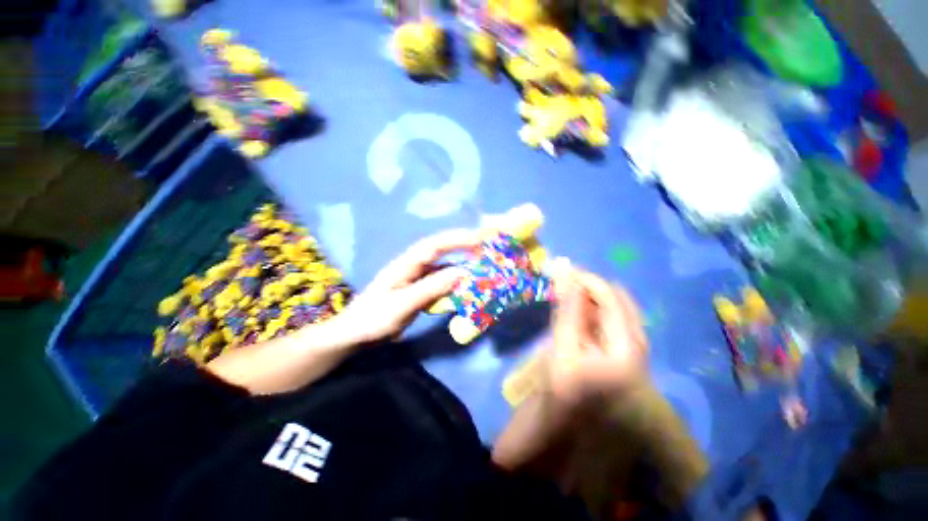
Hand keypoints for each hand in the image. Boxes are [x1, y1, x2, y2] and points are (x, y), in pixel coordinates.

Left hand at [328, 229, 481, 345]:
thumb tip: (462, 273)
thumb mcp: (402, 304)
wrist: (355, 334)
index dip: (457, 239)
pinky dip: (456, 282)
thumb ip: (431, 288)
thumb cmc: (373, 318)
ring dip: (462, 264)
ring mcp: (418, 277)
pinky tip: (466, 287)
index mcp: (406, 264)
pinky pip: (442, 281)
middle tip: (487, 245)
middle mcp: (414, 266)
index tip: (480, 238)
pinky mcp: (421, 289)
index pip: (435, 245)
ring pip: (444, 266)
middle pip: (442, 250)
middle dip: (464, 245)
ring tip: (482, 265)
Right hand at [543, 270, 648, 406]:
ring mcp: (633, 349)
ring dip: (591, 297)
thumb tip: (568, 276)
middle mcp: (638, 344)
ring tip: (568, 292)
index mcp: (627, 345)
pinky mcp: (623, 352)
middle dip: (590, 287)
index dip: (587, 280)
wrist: (575, 428)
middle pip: (619, 300)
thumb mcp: (564, 349)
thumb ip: (569, 311)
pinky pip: (611, 321)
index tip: (564, 270)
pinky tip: (578, 310)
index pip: (611, 298)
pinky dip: (593, 310)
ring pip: (616, 310)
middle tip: (565, 281)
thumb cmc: (567, 391)